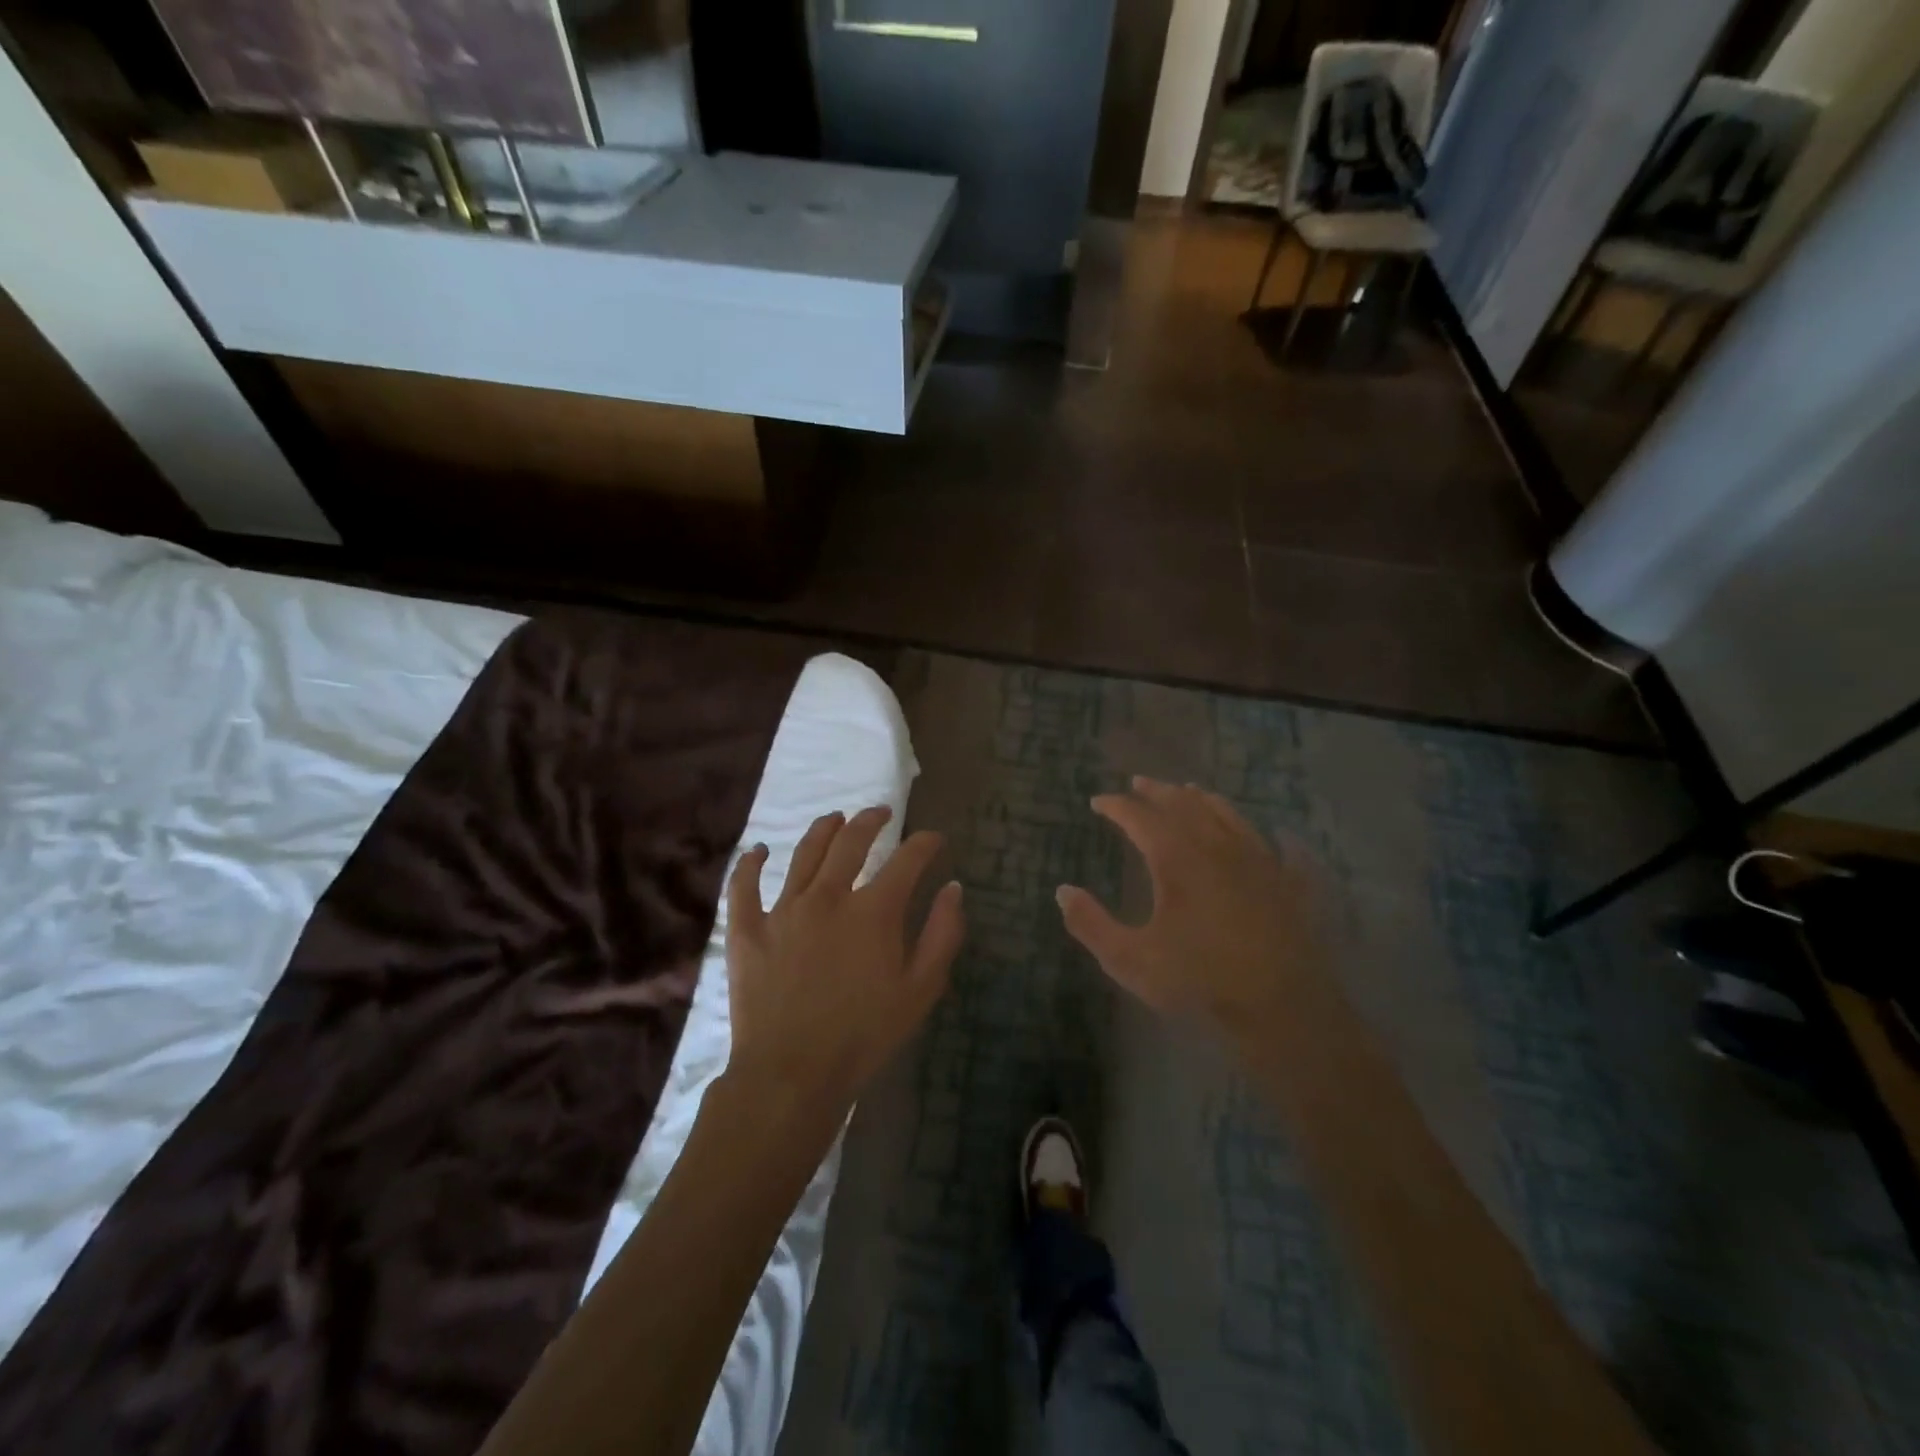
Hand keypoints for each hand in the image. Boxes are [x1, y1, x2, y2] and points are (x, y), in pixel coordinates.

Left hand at [724, 806, 963, 1123]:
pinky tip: (758, 850)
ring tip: (835, 818)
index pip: (906, 860)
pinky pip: (744, 887)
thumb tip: (952, 887)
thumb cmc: (864, 1035)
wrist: (791, 1073)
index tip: (934, 838)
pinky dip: (750, 864)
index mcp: (873, 911)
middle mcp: (828, 896)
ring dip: (823, 829)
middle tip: (881, 813)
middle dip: (871, 821)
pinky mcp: (747, 930)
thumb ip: (942, 934)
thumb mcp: (921, 990)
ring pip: (804, 854)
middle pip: (851, 842)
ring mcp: (783, 910)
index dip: (924, 843)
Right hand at [1056, 777, 1328, 1029]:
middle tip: (1138, 783)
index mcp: (1176, 857)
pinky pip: (1269, 840)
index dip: (1116, 806)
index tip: (1098, 801)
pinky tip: (1259, 829)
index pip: (1139, 817)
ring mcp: (1256, 858)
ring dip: (1200, 799)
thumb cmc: (1199, 978)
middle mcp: (1215, 845)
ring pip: (1225, 813)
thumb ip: (1091, 924)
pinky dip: (1253, 829)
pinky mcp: (1284, 879)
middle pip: (1183, 804)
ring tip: (1187, 791)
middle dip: (1156, 791)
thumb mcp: (1130, 958)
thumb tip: (1063, 891)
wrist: (1279, 1004)